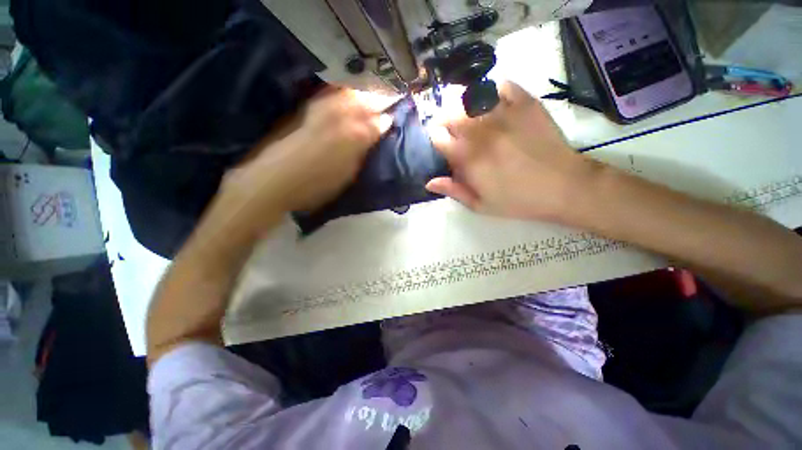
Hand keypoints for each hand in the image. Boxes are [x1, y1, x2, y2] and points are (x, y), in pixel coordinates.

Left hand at [222, 88, 396, 217]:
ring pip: (349, 93)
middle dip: (378, 99)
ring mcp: (323, 109)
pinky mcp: (307, 109)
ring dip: (362, 93)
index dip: (387, 120)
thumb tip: (373, 138)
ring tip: (370, 96)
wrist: (274, 180)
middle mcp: (342, 116)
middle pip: (366, 100)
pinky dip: (341, 92)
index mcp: (356, 136)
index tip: (393, 119)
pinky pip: (330, 95)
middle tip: (387, 102)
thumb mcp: (348, 174)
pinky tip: (345, 94)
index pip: (379, 122)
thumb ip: (362, 152)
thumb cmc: (316, 186)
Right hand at [426, 81, 593, 222]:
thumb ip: (453, 191)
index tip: (441, 144)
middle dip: (444, 119)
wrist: (563, 186)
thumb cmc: (517, 200)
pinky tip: (493, 101)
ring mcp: (504, 114)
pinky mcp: (526, 104)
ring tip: (467, 114)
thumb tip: (429, 182)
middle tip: (451, 128)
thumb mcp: (480, 205)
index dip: (436, 139)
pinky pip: (502, 85)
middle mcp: (480, 131)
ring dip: (463, 104)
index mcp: (468, 157)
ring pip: (470, 97)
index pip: (438, 137)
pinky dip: (493, 90)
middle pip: (450, 113)